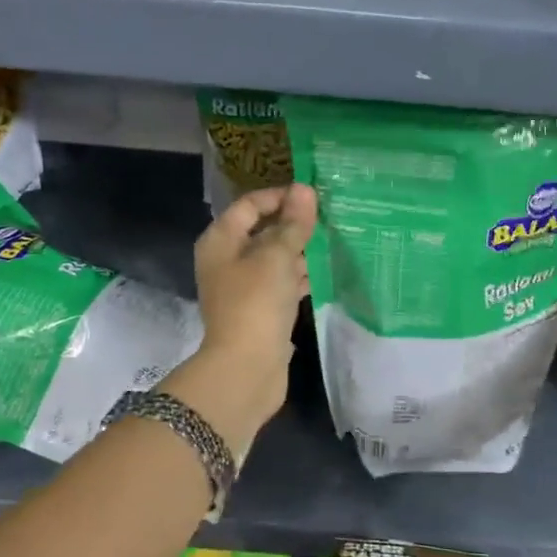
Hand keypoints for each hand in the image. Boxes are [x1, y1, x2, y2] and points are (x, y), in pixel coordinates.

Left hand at [169, 185, 317, 455]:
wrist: (246, 368)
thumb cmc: (256, 303)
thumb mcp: (276, 256)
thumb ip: (292, 223)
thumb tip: (304, 189)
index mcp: (221, 241)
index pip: (250, 205)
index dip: (279, 196)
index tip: (313, 195)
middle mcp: (228, 260)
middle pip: (263, 231)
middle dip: (294, 223)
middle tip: (330, 215)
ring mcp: (245, 287)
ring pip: (276, 258)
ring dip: (301, 249)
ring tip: (336, 237)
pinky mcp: (262, 310)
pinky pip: (283, 283)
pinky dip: (302, 275)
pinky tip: (328, 269)